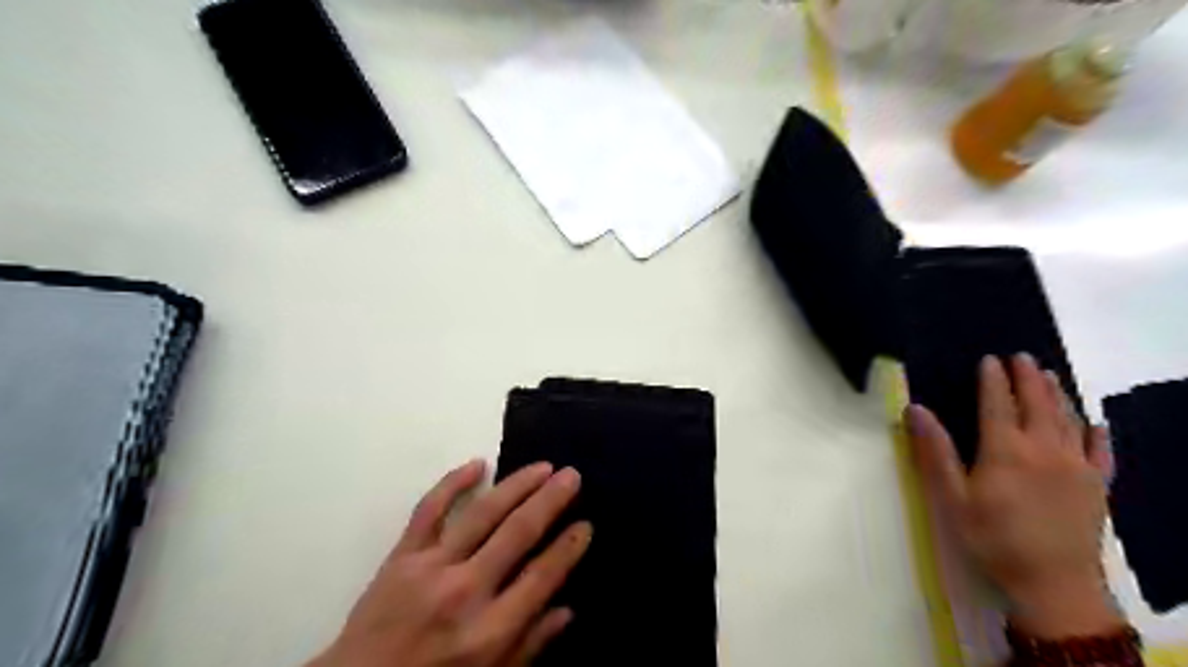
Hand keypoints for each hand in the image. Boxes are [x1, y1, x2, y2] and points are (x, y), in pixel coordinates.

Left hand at [307, 459, 590, 665]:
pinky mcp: (401, 556)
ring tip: (543, 466)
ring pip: (482, 513)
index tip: (586, 524)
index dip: (568, 548)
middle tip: (572, 475)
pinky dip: (452, 482)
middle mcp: (464, 592)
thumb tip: (567, 611)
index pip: (541, 577)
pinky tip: (478, 463)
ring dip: (517, 485)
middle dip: (551, 500)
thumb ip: (528, 646)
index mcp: (489, 632)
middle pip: (517, 533)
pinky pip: (429, 509)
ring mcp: (430, 568)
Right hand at [911, 357, 1124, 637]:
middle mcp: (1044, 449)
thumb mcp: (952, 496)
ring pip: (1069, 420)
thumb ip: (935, 450)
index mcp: (1005, 450)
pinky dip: (1098, 433)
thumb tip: (915, 409)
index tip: (989, 359)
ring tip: (1050, 376)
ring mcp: (1076, 466)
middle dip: (1028, 378)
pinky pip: (1101, 452)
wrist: (1052, 582)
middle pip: (1037, 404)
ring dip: (1058, 395)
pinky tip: (1096, 423)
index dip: (992, 381)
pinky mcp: (1097, 486)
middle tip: (1021, 356)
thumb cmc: (992, 537)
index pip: (998, 404)